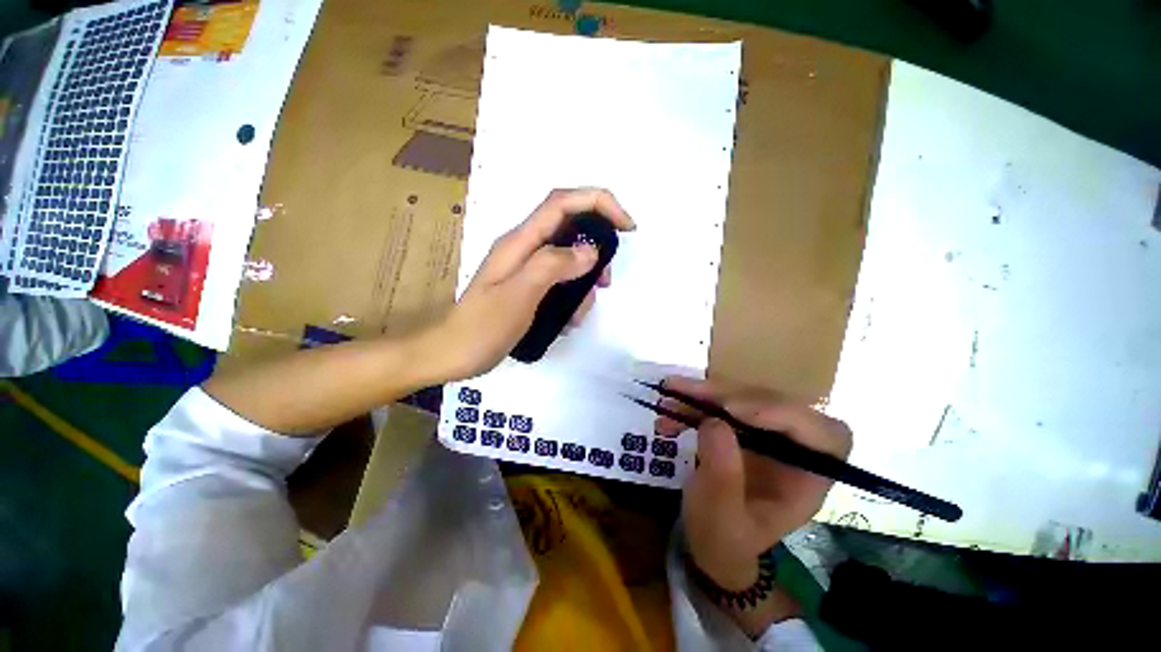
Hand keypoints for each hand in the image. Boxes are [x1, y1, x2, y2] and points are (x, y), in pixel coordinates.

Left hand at [425, 188, 633, 380]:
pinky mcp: (529, 288)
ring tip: (579, 313)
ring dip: (584, 283)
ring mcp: (526, 269)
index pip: (563, 203)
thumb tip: (590, 250)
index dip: (598, 203)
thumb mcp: (519, 295)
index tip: (626, 227)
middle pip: (571, 230)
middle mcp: (524, 248)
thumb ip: (552, 265)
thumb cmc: (482, 327)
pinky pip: (560, 283)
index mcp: (520, 241)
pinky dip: (572, 298)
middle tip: (605, 282)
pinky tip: (567, 320)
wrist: (453, 355)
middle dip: (595, 252)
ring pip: (569, 261)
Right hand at [655, 376, 852, 590]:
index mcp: (807, 479)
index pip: (825, 436)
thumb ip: (722, 475)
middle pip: (776, 405)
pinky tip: (668, 406)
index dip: (786, 414)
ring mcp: (766, 434)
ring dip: (705, 392)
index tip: (734, 411)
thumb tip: (715, 422)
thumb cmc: (722, 537)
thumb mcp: (720, 517)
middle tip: (689, 394)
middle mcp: (793, 450)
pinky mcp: (741, 427)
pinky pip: (721, 402)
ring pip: (745, 397)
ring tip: (670, 390)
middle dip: (730, 395)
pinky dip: (694, 400)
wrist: (708, 538)